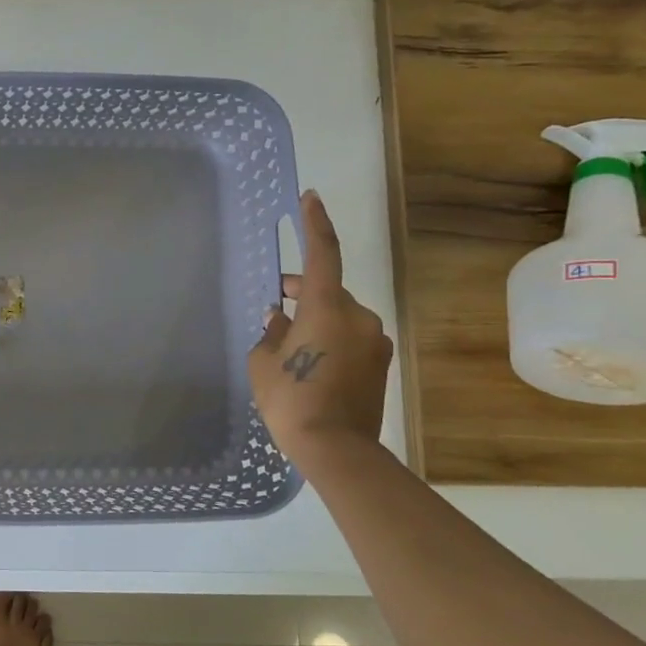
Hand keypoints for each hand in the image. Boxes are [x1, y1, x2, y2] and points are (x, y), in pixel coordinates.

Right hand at [247, 190, 393, 470]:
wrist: (336, 448)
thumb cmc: (291, 399)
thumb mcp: (264, 362)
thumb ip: (271, 331)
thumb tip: (279, 317)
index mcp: (327, 308)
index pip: (322, 254)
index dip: (315, 224)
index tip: (311, 198)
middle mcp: (358, 316)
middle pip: (328, 289)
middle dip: (302, 291)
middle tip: (276, 302)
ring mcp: (374, 340)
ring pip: (340, 315)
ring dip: (316, 319)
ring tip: (289, 343)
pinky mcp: (381, 362)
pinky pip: (350, 337)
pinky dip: (330, 338)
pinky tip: (311, 362)